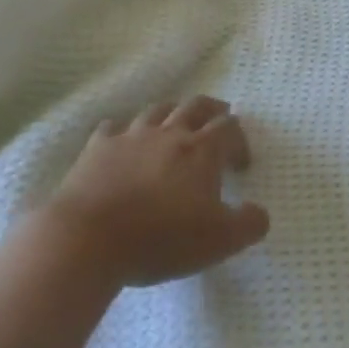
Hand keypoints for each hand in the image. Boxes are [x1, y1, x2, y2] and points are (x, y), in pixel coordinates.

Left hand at [42, 97, 267, 287]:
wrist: (88, 238)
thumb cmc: (161, 238)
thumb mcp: (220, 241)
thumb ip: (249, 224)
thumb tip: (260, 213)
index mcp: (201, 151)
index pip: (229, 128)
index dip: (240, 141)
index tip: (241, 164)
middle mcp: (169, 133)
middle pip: (196, 106)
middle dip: (212, 110)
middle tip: (219, 119)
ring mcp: (130, 136)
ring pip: (156, 110)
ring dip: (171, 113)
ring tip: (175, 125)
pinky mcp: (97, 148)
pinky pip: (113, 128)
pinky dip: (124, 131)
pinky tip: (123, 142)